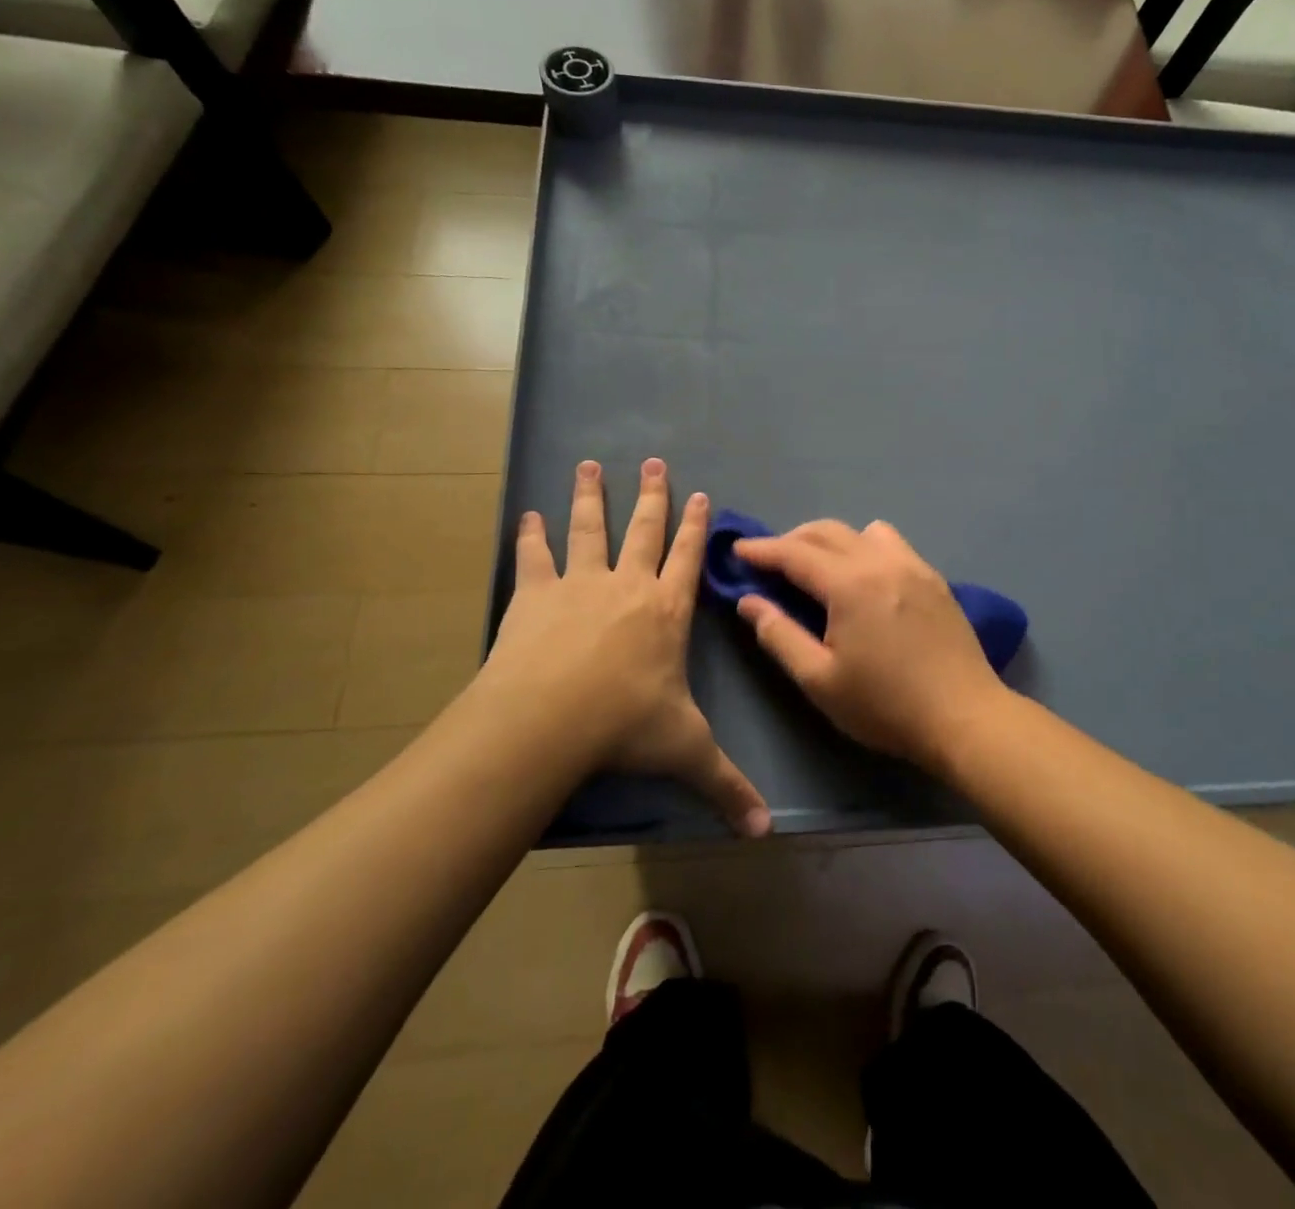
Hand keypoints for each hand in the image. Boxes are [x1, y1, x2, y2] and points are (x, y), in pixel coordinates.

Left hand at [482, 458, 770, 836]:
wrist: (549, 720)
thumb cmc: (625, 727)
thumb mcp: (685, 753)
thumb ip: (727, 786)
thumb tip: (767, 832)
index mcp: (666, 611)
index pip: (688, 558)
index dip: (697, 526)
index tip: (700, 493)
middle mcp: (628, 585)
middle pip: (644, 529)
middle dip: (652, 495)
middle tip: (653, 461)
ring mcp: (580, 583)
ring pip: (590, 528)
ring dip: (591, 496)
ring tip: (588, 465)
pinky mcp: (536, 593)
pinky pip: (535, 555)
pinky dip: (532, 535)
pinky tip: (527, 515)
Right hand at [732, 520, 1008, 770]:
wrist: (964, 717)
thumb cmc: (885, 705)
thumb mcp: (819, 679)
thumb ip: (779, 635)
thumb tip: (749, 602)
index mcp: (850, 583)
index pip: (794, 553)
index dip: (761, 550)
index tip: (737, 550)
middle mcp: (881, 561)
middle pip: (827, 532)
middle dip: (792, 540)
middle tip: (769, 561)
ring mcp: (913, 566)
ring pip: (863, 531)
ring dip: (831, 539)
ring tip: (817, 566)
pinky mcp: (934, 579)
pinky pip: (892, 544)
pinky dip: (865, 547)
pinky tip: (863, 577)